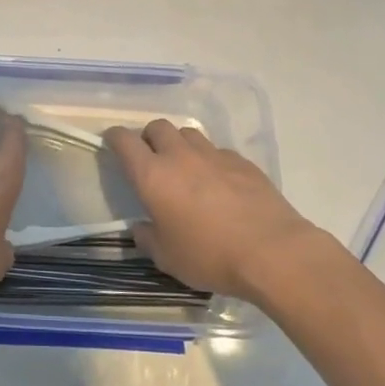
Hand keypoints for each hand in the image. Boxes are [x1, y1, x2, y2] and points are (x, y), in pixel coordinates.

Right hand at [103, 120, 327, 306]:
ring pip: (189, 134)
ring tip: (184, 167)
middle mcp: (180, 156)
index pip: (124, 140)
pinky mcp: (243, 162)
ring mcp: (214, 155)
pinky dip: (210, 160)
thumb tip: (141, 227)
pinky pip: (217, 151)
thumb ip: (147, 238)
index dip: (114, 137)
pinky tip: (218, 183)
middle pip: (157, 127)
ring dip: (179, 144)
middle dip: (149, 138)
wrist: (273, 253)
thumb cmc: (209, 256)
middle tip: (151, 159)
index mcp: (152, 175)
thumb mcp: (166, 258)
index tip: (112, 142)